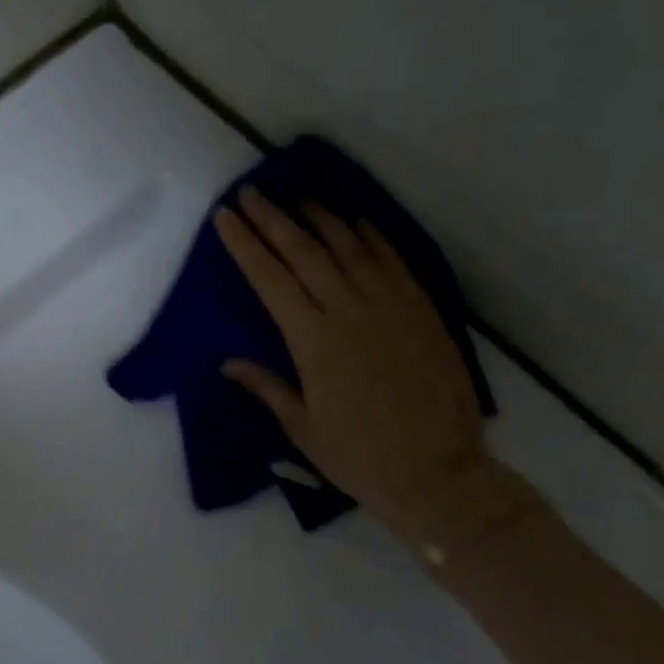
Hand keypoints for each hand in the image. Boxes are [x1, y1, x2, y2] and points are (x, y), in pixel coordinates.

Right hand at [214, 188, 487, 522]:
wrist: (437, 471)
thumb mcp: (302, 427)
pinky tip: (355, 221)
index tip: (226, 217)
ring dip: (320, 218)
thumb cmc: (358, 456)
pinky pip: (393, 261)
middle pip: (305, 252)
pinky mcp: (422, 311)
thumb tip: (228, 361)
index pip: (270, 280)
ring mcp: (391, 306)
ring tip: (298, 197)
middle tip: (253, 192)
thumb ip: (266, 386)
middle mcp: (349, 311)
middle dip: (274, 219)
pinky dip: (371, 236)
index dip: (245, 245)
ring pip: (350, 247)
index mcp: (313, 341)